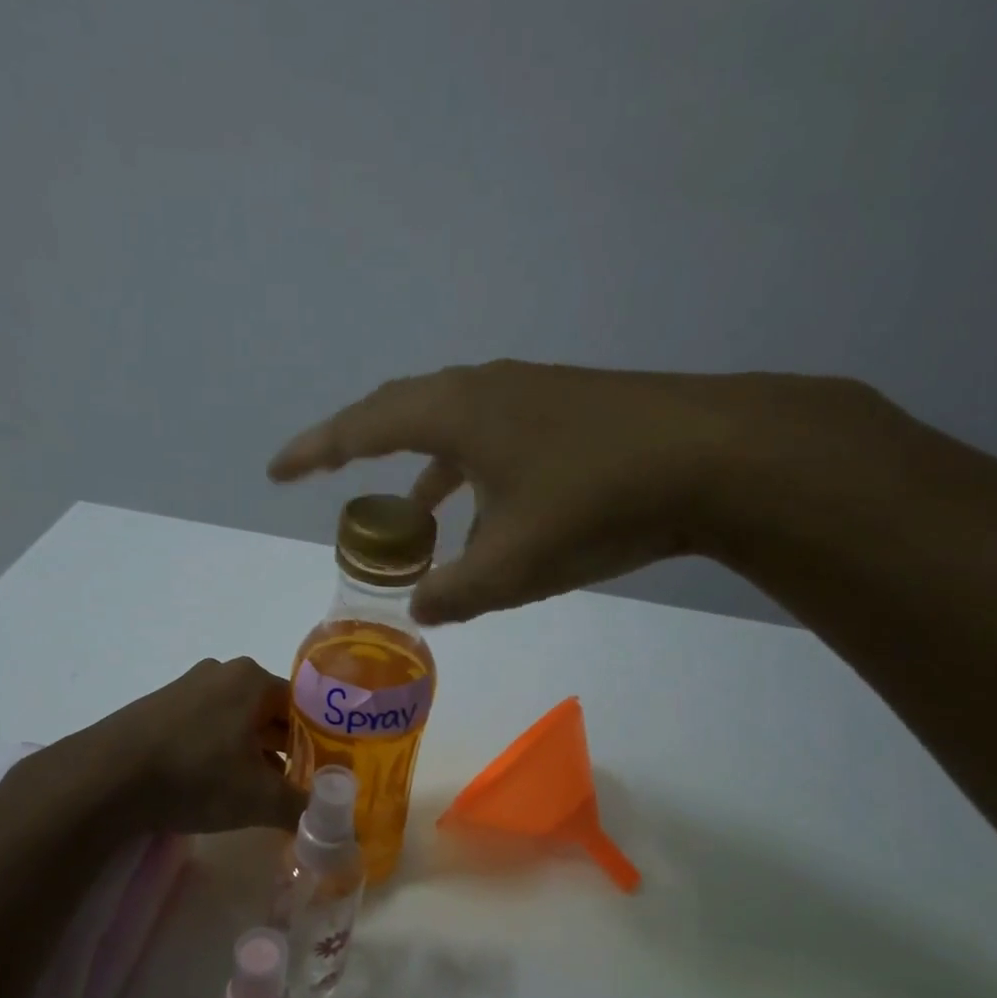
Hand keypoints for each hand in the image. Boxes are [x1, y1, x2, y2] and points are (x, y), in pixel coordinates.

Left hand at [102, 657, 306, 833]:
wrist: (105, 779)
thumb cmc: (195, 776)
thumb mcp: (259, 798)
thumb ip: (304, 808)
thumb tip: (335, 825)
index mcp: (253, 679)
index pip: (304, 708)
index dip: (318, 745)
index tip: (322, 777)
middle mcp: (222, 671)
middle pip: (270, 713)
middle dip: (285, 752)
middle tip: (293, 789)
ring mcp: (187, 686)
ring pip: (237, 721)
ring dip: (252, 754)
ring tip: (255, 792)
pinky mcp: (159, 706)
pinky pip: (206, 726)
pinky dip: (219, 751)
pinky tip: (213, 784)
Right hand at [269, 361, 889, 623]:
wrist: (719, 457)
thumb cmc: (598, 504)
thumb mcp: (513, 565)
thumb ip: (455, 592)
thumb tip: (420, 608)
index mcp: (457, 413)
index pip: (363, 426)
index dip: (314, 451)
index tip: (277, 471)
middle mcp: (487, 389)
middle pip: (402, 414)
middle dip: (360, 450)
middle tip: (328, 480)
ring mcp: (533, 395)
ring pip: (455, 430)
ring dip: (424, 475)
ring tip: (412, 526)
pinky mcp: (570, 411)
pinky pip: (495, 440)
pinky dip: (473, 478)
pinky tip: (489, 518)